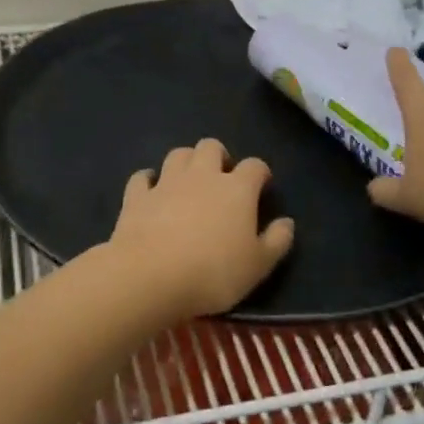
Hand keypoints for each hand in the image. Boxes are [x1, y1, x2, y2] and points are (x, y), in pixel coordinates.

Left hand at [106, 139, 295, 321]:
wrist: (151, 276)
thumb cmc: (214, 273)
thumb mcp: (258, 266)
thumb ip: (276, 242)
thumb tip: (287, 222)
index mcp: (237, 189)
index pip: (255, 166)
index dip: (260, 173)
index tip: (261, 186)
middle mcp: (202, 175)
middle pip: (211, 147)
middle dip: (218, 156)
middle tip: (221, 178)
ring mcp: (166, 183)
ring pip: (178, 154)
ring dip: (186, 162)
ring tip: (189, 181)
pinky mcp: (137, 196)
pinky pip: (142, 178)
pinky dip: (148, 180)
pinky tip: (150, 190)